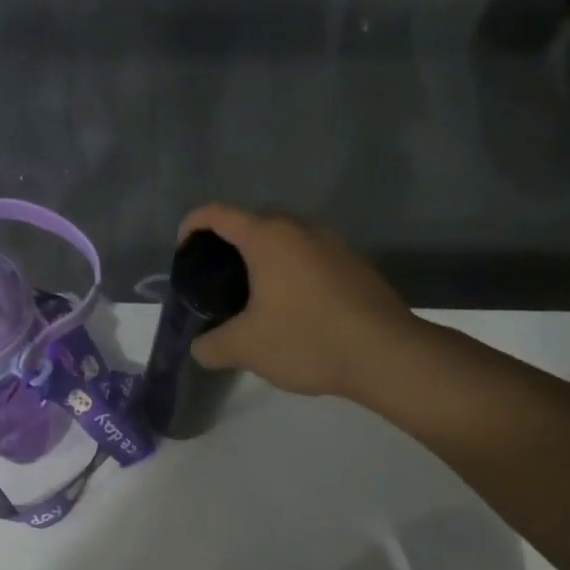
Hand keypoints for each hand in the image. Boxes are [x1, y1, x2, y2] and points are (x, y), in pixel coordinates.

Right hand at [177, 203, 423, 403]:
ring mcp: (334, 245)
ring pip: (287, 240)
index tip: (182, 250)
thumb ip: (211, 345)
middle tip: (215, 278)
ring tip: (251, 295)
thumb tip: (200, 347)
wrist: (387, 355)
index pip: (218, 214)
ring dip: (264, 258)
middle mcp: (302, 230)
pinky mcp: (356, 267)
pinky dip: (291, 272)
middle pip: (254, 222)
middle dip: (229, 243)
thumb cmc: (307, 339)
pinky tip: (290, 309)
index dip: (192, 225)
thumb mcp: (245, 348)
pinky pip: (311, 258)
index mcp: (268, 238)